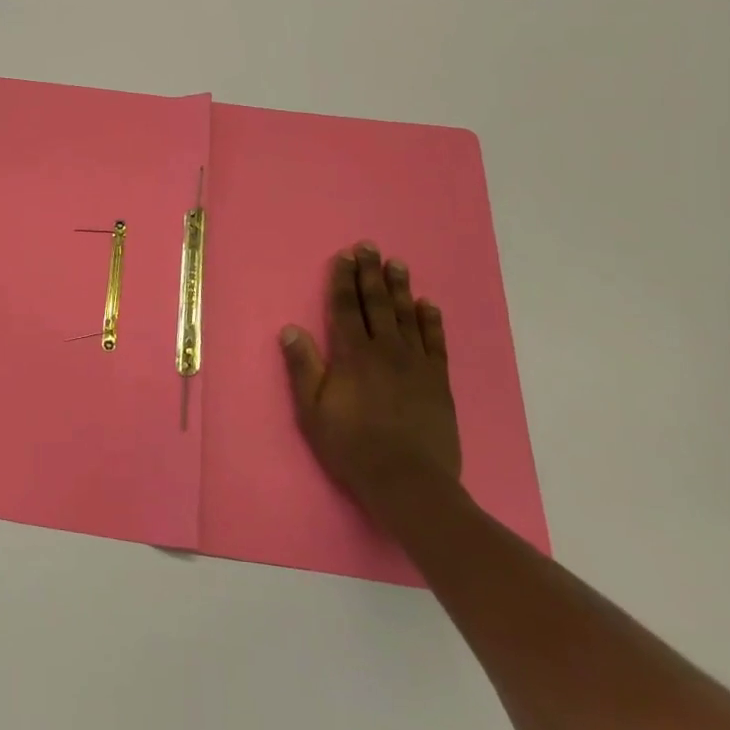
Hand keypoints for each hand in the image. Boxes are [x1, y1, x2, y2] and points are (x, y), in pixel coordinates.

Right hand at [280, 243, 461, 514]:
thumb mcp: (313, 411)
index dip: (343, 281)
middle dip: (370, 273)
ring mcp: (416, 364)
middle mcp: (386, 351)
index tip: (344, 257)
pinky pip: (435, 342)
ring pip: (407, 316)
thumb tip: (290, 329)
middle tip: (370, 247)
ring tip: (397, 263)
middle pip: (376, 304)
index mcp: (353, 356)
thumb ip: (304, 368)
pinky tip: (428, 304)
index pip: (346, 309)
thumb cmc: (352, 447)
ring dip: (400, 288)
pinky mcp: (438, 381)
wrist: (409, 483)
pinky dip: (431, 321)